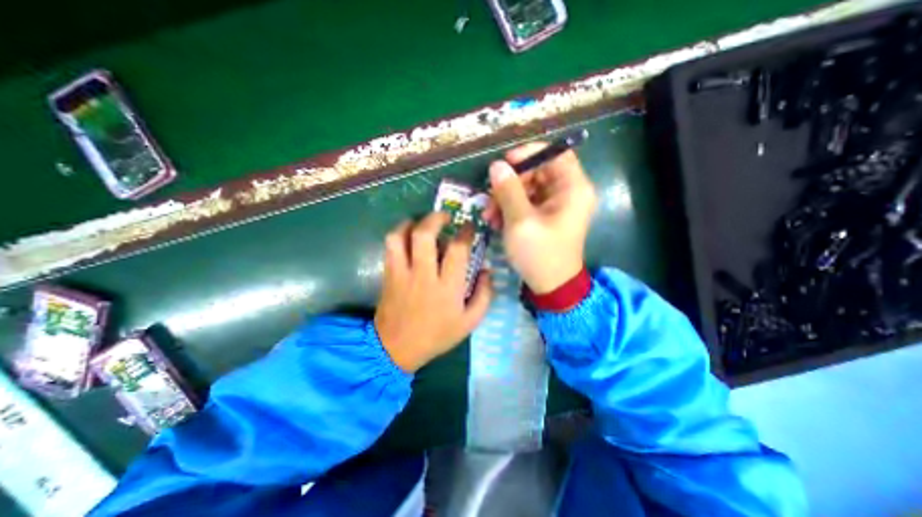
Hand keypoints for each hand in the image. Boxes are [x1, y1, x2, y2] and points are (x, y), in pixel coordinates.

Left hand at [372, 211, 493, 373]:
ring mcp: (402, 273)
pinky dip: (398, 234)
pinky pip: (389, 247)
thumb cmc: (436, 335)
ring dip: (411, 223)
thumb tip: (486, 270)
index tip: (469, 227)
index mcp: (447, 288)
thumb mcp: (469, 322)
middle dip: (435, 218)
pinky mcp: (388, 275)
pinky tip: (407, 236)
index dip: (465, 233)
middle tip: (445, 216)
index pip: (457, 250)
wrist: (396, 349)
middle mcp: (423, 275)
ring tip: (422, 223)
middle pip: (425, 235)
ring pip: (400, 236)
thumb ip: (483, 295)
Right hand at [482, 144, 598, 293]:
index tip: (505, 163)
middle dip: (510, 183)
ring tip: (489, 216)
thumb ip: (508, 190)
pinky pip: (526, 202)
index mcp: (573, 189)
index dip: (529, 153)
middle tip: (489, 197)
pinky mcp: (545, 216)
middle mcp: (568, 193)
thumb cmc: (539, 254)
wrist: (550, 286)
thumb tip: (496, 166)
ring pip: (527, 188)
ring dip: (505, 198)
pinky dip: (510, 208)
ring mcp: (556, 205)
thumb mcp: (520, 221)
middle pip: (537, 171)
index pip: (555, 154)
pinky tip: (496, 221)